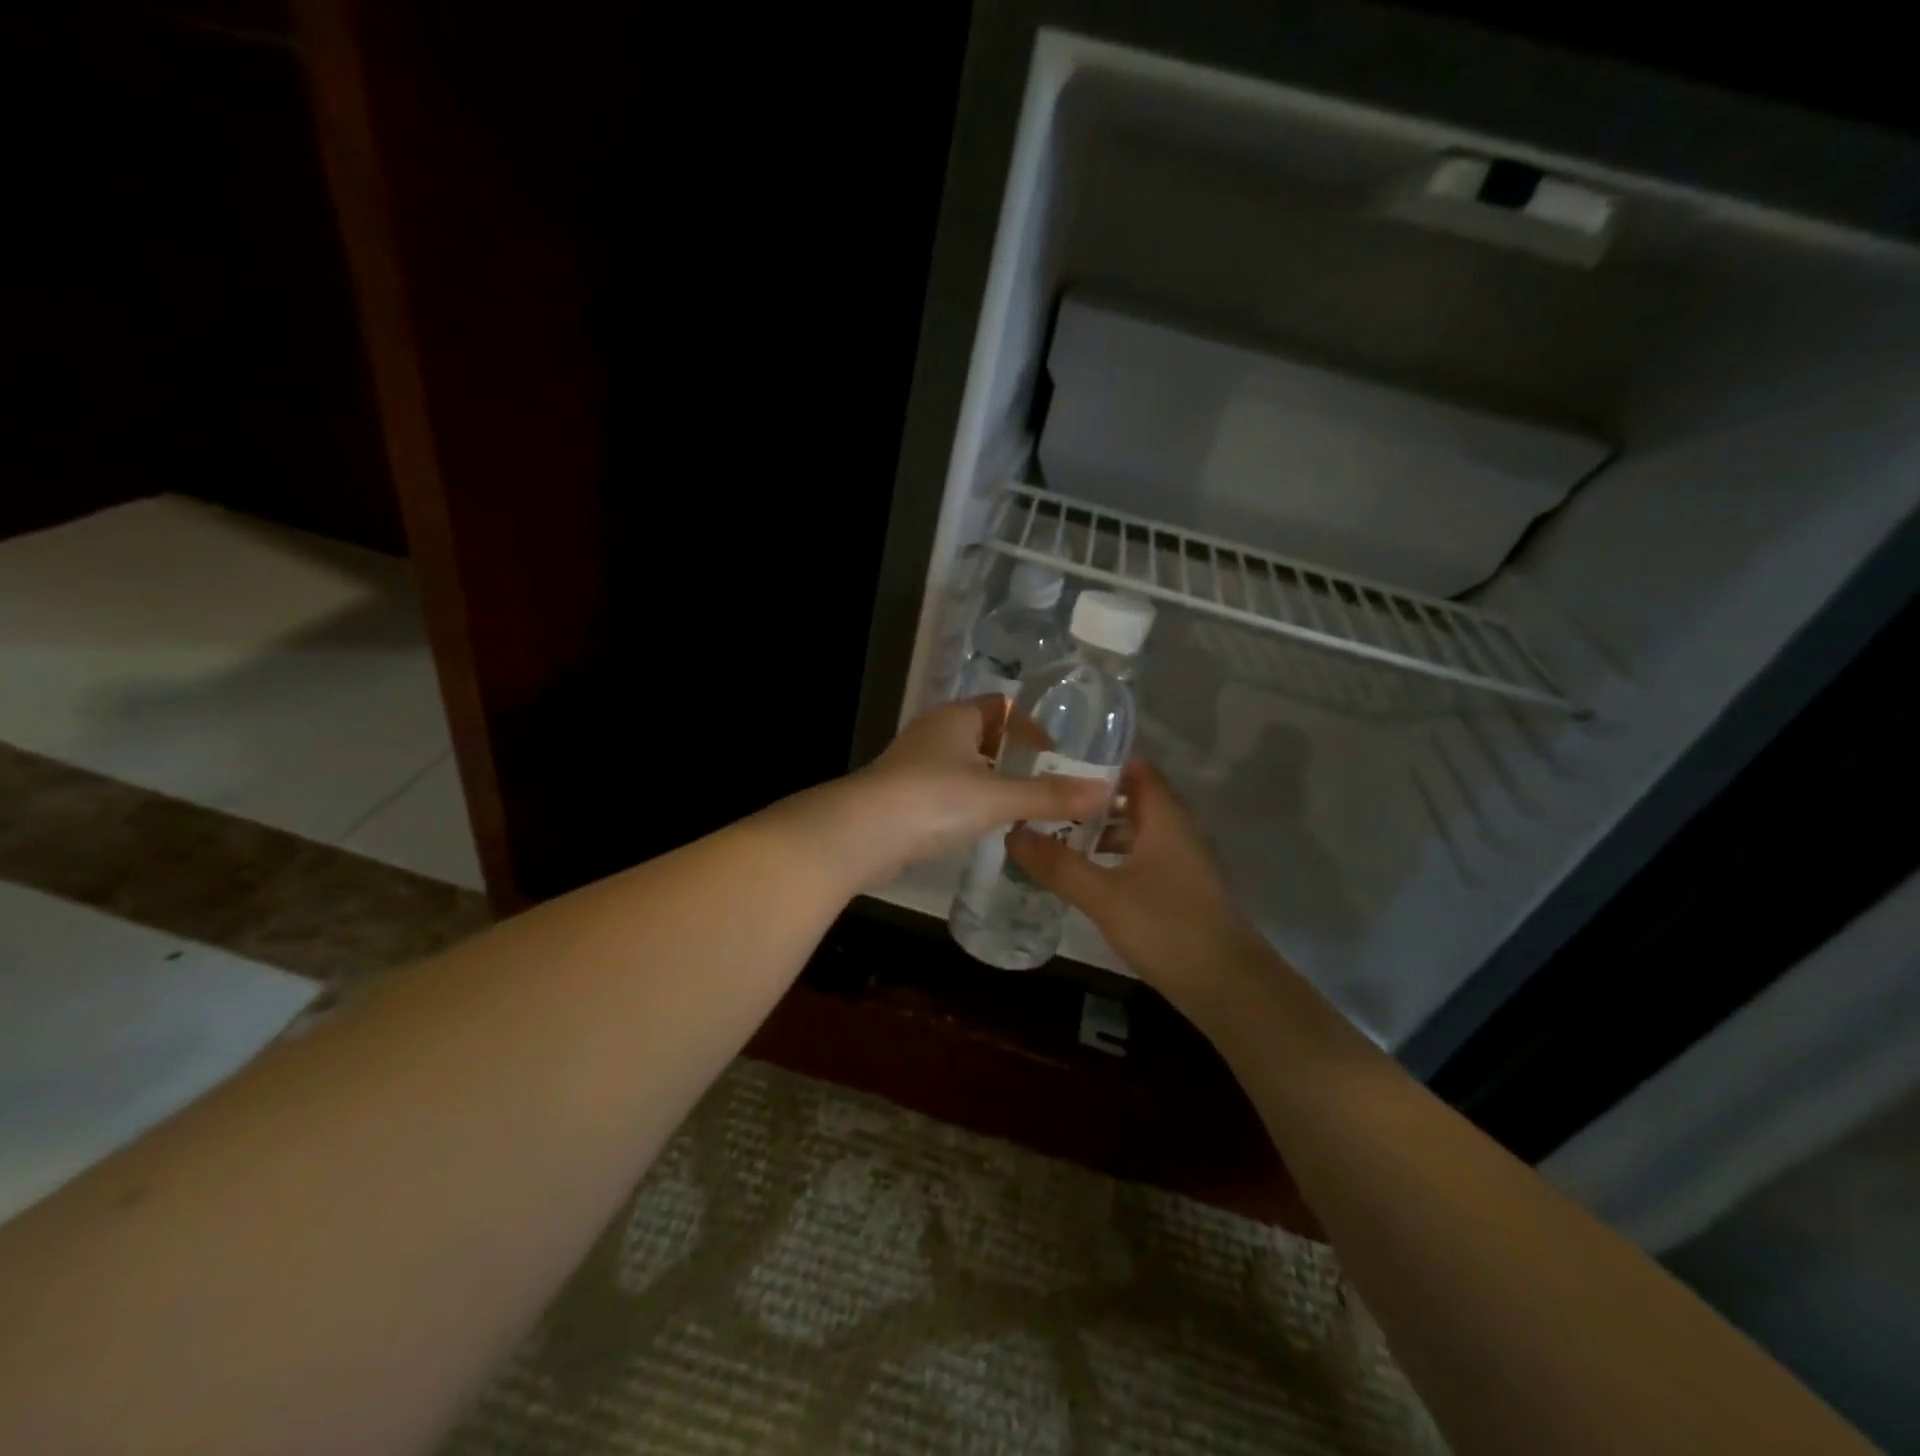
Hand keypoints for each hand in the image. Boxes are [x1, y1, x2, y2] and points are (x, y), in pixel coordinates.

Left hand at [841, 696, 1111, 882]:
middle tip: (1046, 784)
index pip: (1002, 705)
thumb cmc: (933, 800)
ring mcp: (914, 764)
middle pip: (983, 734)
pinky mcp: (902, 795)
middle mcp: (934, 732)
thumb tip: (1104, 791)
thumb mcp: (998, 798)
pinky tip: (982, 826)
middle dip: (1014, 756)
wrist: (861, 834)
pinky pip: (946, 790)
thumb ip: (1049, 796)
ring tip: (1022, 808)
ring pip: (964, 765)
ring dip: (991, 782)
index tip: (1056, 754)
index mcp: (956, 718)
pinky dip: (968, 802)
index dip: (1031, 725)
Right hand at [1007, 759, 1266, 995]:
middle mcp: (1178, 829)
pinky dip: (1113, 858)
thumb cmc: (1168, 928)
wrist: (1229, 987)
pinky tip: (1085, 876)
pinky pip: (1142, 857)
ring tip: (1055, 837)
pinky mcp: (1181, 888)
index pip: (1134, 768)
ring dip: (1100, 831)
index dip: (1097, 762)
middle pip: (1132, 799)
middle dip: (1089, 800)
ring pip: (1136, 831)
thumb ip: (1058, 864)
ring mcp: (1183, 860)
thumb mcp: (1104, 896)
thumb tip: (1012, 832)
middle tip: (1044, 802)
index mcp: (1166, 817)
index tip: (1054, 766)